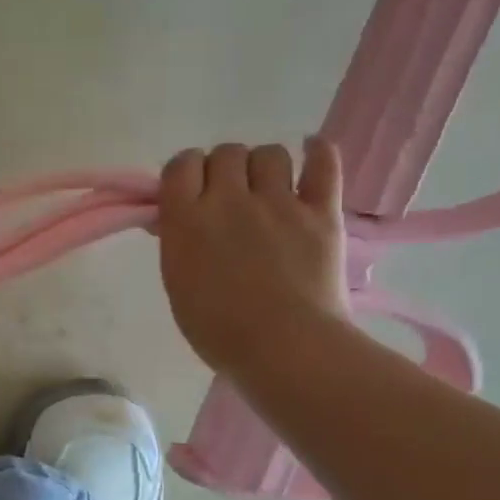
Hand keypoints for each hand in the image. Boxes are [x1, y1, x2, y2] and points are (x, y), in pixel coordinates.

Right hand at [157, 138, 351, 377]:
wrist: (283, 348)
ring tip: (267, 187)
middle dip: (223, 168)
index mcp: (186, 219)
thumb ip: (177, 242)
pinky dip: (318, 152)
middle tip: (228, 196)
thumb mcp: (177, 283)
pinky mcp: (321, 212)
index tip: (189, 190)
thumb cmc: (217, 329)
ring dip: (263, 165)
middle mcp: (229, 199)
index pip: (180, 165)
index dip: (185, 172)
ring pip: (269, 153)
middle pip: (225, 153)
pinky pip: (323, 163)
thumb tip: (175, 217)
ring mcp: (279, 203)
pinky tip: (312, 152)